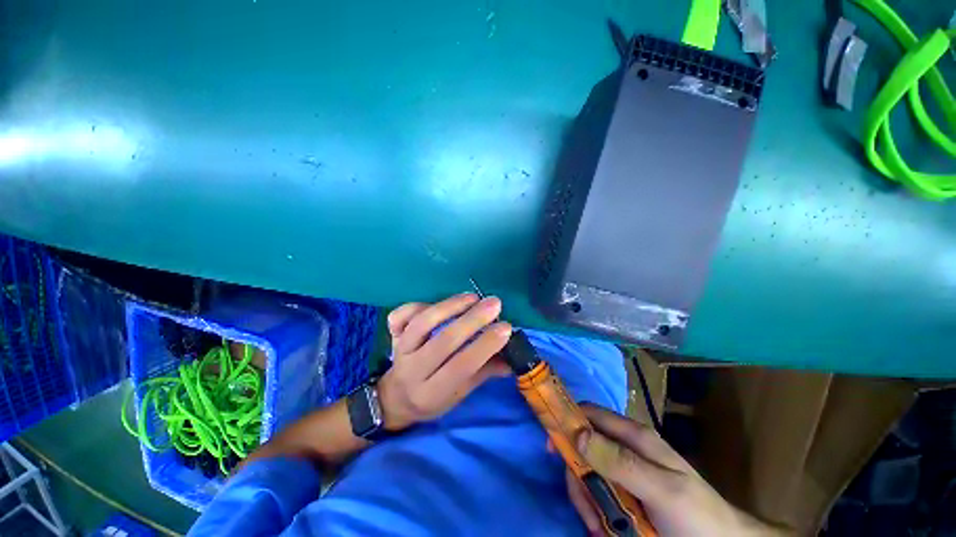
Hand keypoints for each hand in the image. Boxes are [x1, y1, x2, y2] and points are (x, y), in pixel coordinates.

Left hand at [376, 293, 511, 430]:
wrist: (395, 398)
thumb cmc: (433, 398)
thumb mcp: (459, 394)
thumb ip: (484, 373)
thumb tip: (512, 359)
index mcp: (433, 392)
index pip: (461, 366)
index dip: (485, 345)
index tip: (506, 327)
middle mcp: (413, 371)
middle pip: (443, 341)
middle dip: (472, 320)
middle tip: (494, 303)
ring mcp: (400, 350)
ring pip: (423, 323)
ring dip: (450, 306)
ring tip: (472, 297)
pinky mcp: (392, 335)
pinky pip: (401, 316)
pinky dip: (418, 304)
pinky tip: (438, 302)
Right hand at [567, 404, 784, 536]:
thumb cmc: (697, 517)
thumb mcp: (662, 490)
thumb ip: (621, 461)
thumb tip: (578, 433)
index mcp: (634, 437)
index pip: (591, 414)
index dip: (568, 421)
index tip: (551, 446)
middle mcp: (625, 450)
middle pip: (583, 448)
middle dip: (579, 476)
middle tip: (586, 507)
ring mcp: (624, 475)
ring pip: (587, 475)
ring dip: (587, 501)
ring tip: (601, 528)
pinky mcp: (625, 496)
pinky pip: (598, 497)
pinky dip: (595, 514)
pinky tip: (606, 531)